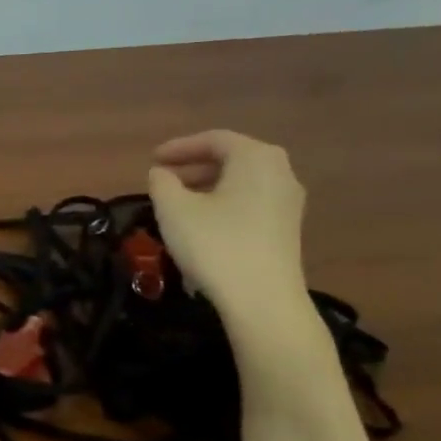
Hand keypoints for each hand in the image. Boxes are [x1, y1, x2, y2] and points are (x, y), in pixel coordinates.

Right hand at [149, 131, 311, 325]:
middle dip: (194, 167)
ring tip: (178, 202)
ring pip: (241, 182)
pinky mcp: (287, 229)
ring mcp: (288, 202)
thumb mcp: (174, 209)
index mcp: (256, 157)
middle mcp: (280, 172)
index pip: (214, 140)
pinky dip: (224, 203)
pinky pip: (250, 203)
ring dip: (207, 187)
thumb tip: (161, 174)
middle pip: (231, 159)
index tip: (152, 160)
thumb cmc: (215, 244)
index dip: (179, 147)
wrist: (261, 299)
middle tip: (164, 179)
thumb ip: (162, 183)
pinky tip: (202, 224)